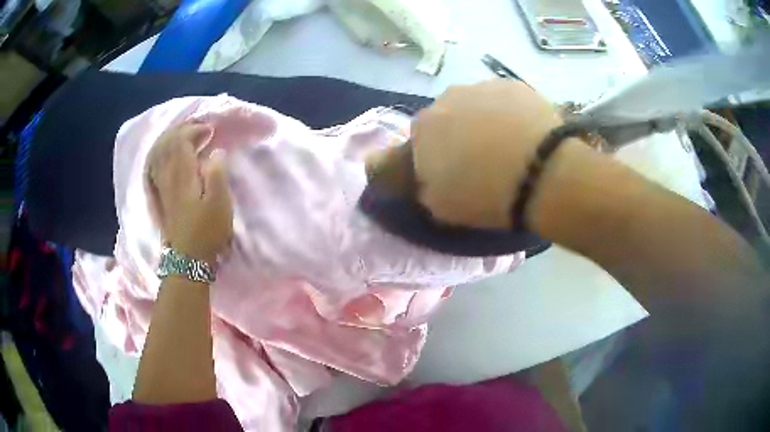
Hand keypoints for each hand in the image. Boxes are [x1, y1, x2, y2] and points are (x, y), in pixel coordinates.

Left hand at [146, 122, 232, 263]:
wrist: (188, 259)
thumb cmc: (207, 231)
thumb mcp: (220, 204)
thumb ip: (217, 174)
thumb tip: (216, 152)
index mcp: (183, 176)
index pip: (181, 142)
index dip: (194, 131)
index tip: (210, 131)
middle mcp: (168, 177)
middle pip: (167, 145)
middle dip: (181, 131)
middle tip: (198, 129)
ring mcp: (161, 187)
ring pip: (159, 154)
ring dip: (170, 140)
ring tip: (183, 136)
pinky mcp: (160, 196)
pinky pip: (154, 167)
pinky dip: (160, 155)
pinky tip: (165, 155)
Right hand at [411, 79, 564, 228]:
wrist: (541, 172)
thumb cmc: (485, 194)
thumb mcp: (441, 207)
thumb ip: (425, 187)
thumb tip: (429, 178)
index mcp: (423, 128)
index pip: (418, 141)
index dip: (433, 157)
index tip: (451, 173)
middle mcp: (446, 99)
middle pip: (448, 117)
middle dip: (458, 134)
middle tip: (481, 159)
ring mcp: (482, 87)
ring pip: (477, 104)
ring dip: (484, 120)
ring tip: (509, 146)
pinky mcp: (514, 84)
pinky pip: (505, 99)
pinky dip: (510, 113)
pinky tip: (526, 133)